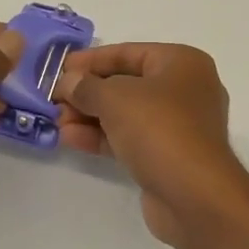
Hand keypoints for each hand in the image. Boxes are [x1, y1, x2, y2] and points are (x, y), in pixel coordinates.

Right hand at [56, 43, 248, 248]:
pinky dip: (102, 137)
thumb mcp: (115, 98)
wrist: (195, 195)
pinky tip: (71, 139)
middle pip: (126, 84)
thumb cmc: (159, 129)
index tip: (60, 69)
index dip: (91, 60)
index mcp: (182, 63)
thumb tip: (68, 82)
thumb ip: (86, 86)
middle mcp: (185, 90)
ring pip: (126, 114)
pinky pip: (130, 138)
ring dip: (90, 116)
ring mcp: (178, 126)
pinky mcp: (167, 156)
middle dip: (88, 92)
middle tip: (54, 100)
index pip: (129, 52)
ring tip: (57, 122)